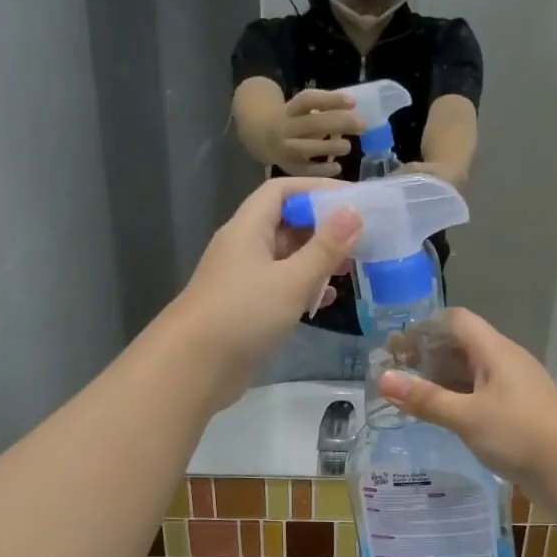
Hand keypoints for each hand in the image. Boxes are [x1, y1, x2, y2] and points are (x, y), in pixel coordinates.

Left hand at [167, 178, 361, 406]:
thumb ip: (324, 248)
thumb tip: (353, 212)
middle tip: (362, 236)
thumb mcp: (291, 280)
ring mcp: (245, 281)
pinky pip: (282, 288)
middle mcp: (244, 248)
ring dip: (317, 260)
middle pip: (286, 224)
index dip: (316, 189)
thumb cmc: (243, 314)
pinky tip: (327, 299)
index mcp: (248, 229)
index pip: (282, 191)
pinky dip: (305, 289)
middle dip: (323, 227)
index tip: (354, 199)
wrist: (194, 367)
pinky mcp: (248, 310)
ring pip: (286, 259)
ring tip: (352, 267)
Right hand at [273, 88, 363, 175]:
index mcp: (290, 109)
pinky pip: (306, 170)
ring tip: (348, 146)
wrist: (265, 139)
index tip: (353, 103)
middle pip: (312, 124)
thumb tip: (354, 112)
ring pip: (307, 148)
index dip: (331, 100)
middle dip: (339, 123)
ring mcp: (285, 149)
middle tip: (362, 126)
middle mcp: (285, 128)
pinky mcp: (288, 167)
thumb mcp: (305, 112)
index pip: (309, 100)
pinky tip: (337, 167)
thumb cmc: (295, 123)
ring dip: (330, 147)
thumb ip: (325, 110)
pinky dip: (323, 170)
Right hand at [376, 308, 556, 499]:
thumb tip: (382, 379)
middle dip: (428, 355)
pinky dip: (457, 399)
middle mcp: (505, 363)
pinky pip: (481, 396)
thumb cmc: (518, 433)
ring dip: (441, 379)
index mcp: (495, 351)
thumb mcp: (466, 416)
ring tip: (410, 395)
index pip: (457, 321)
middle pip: (462, 346)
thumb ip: (425, 398)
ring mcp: (514, 389)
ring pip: (471, 373)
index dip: (425, 327)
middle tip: (394, 372)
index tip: (396, 345)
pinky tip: (441, 416)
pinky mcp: (518, 413)